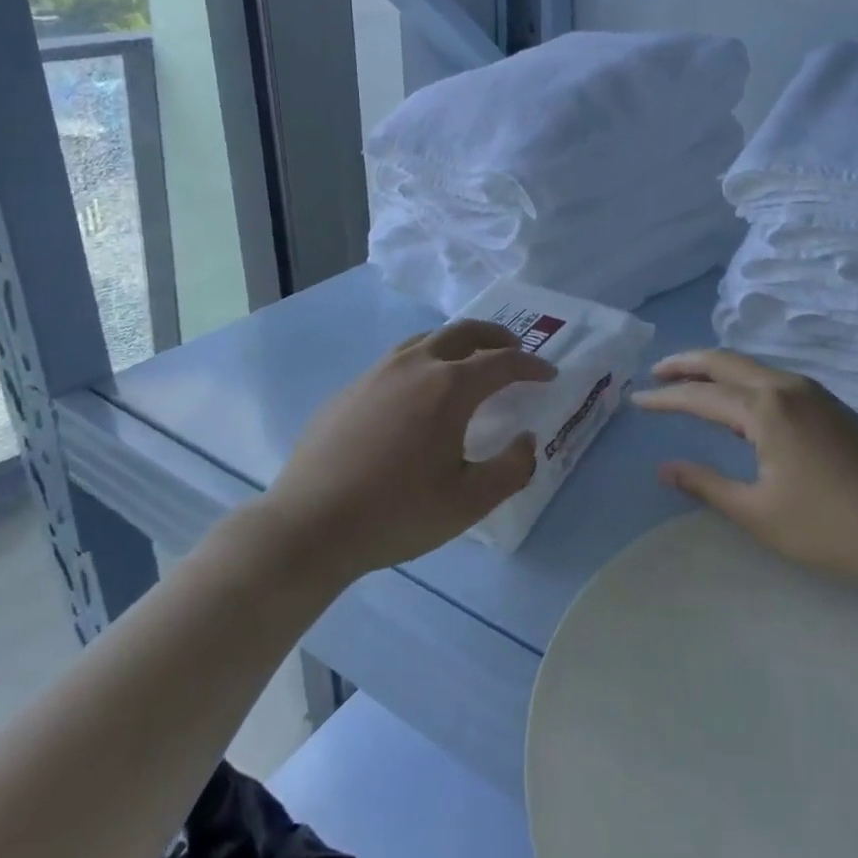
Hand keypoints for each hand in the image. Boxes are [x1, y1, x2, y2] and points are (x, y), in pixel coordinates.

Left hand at [261, 321, 555, 579]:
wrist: (309, 525)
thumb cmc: (396, 513)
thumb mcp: (468, 502)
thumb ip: (511, 468)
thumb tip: (527, 439)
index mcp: (448, 387)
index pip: (502, 362)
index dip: (531, 365)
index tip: (548, 374)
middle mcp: (415, 365)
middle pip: (463, 332)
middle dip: (495, 337)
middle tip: (514, 349)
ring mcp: (377, 372)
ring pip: (426, 340)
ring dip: (457, 342)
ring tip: (469, 361)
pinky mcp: (351, 388)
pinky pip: (397, 360)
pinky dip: (424, 360)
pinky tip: (418, 392)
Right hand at [631, 349, 857, 584]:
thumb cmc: (829, 524)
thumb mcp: (758, 512)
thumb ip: (707, 485)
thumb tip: (666, 467)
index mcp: (765, 409)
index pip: (700, 395)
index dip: (665, 398)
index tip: (638, 399)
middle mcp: (785, 387)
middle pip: (725, 361)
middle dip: (686, 363)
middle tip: (656, 372)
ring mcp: (812, 391)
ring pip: (751, 365)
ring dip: (716, 368)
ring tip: (690, 381)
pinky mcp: (829, 403)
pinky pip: (772, 377)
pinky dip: (742, 378)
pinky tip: (737, 398)